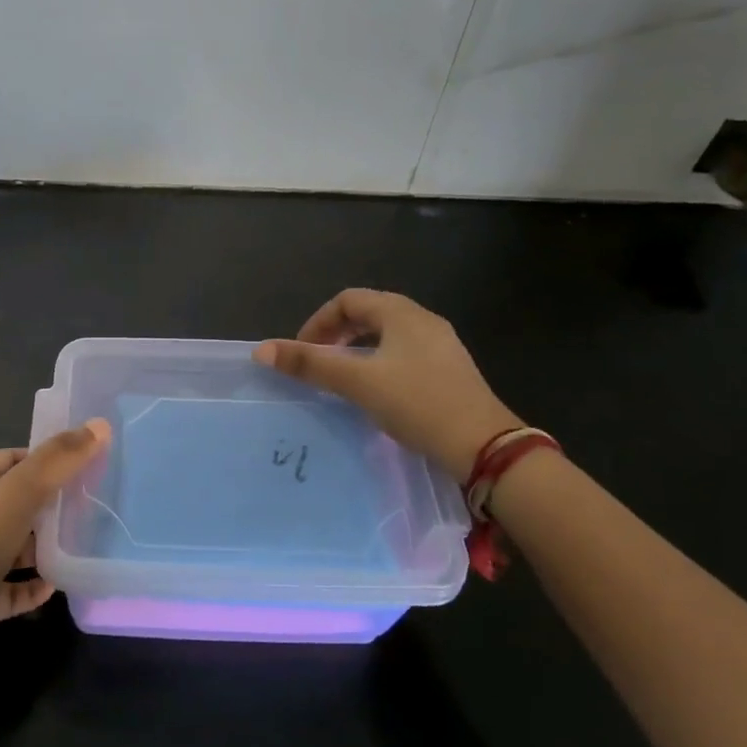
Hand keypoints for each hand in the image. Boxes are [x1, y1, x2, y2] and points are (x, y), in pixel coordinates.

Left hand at [0, 420, 111, 673]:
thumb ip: (60, 459)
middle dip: (50, 503)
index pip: (11, 459)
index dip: (44, 457)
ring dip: (43, 547)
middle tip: (90, 506)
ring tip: (82, 545)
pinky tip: (56, 586)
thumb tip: (100, 425)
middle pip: (16, 502)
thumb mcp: (21, 492)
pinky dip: (32, 585)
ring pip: (14, 545)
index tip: (82, 464)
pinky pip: (11, 587)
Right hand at [254, 288, 517, 481]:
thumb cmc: (417, 404)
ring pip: (387, 336)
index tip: (302, 351)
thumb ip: (310, 364)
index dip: (319, 321)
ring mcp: (441, 346)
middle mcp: (423, 321)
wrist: (485, 447)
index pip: (348, 299)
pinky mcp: (449, 372)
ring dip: (357, 350)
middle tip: (317, 362)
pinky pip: (403, 354)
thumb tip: (261, 350)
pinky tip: (375, 393)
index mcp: (402, 313)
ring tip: (341, 378)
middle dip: (337, 334)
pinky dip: (378, 363)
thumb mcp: (358, 382)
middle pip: (369, 313)